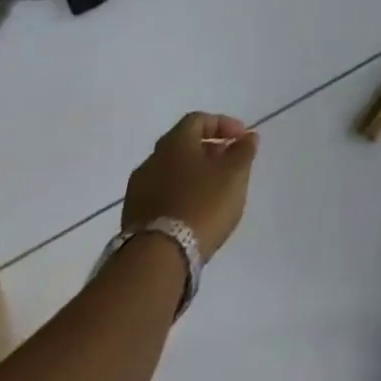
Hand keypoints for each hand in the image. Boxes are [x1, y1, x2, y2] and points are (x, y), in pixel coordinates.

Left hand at [122, 112, 259, 260]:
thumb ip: (244, 151)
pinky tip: (195, 212)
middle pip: (183, 146)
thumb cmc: (202, 204)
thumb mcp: (235, 173)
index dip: (223, 124)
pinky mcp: (133, 219)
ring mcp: (138, 192)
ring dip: (193, 175)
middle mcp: (152, 161)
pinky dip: (180, 196)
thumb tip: (248, 137)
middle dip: (208, 151)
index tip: (242, 139)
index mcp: (174, 143)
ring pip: (171, 172)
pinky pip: (162, 196)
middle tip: (229, 163)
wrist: (156, 260)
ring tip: (214, 191)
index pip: (198, 120)